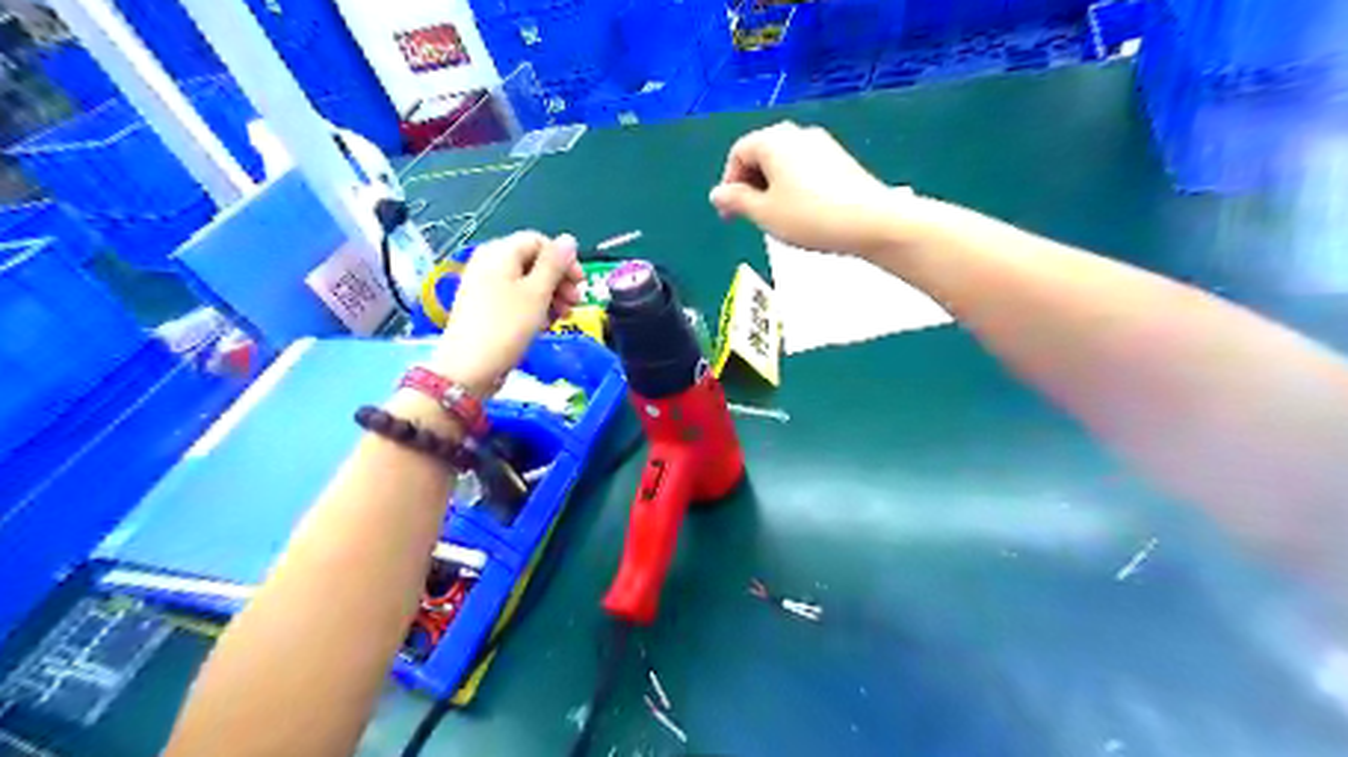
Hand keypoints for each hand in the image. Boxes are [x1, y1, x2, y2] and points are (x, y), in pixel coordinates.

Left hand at [429, 231, 580, 395]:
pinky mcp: (484, 307)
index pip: (539, 241)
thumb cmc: (507, 326)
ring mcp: (484, 286)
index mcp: (500, 253)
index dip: (564, 260)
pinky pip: (515, 298)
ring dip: (550, 296)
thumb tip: (569, 239)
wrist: (469, 368)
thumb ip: (555, 264)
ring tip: (563, 317)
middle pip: (533, 261)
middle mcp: (489, 263)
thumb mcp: (537, 293)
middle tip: (575, 304)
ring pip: (526, 281)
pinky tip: (544, 325)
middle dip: (559, 280)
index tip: (580, 284)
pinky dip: (534, 307)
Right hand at [710, 121, 909, 256]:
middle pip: (761, 154)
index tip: (730, 213)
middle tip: (749, 216)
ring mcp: (821, 144)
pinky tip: (801, 212)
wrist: (870, 221)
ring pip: (783, 162)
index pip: (738, 154)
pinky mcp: (839, 159)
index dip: (729, 184)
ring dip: (771, 187)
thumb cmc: (809, 217)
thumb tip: (718, 193)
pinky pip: (803, 168)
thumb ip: (736, 201)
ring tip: (775, 217)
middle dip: (749, 185)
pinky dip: (792, 186)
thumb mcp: (764, 214)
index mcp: (773, 141)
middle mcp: (796, 134)